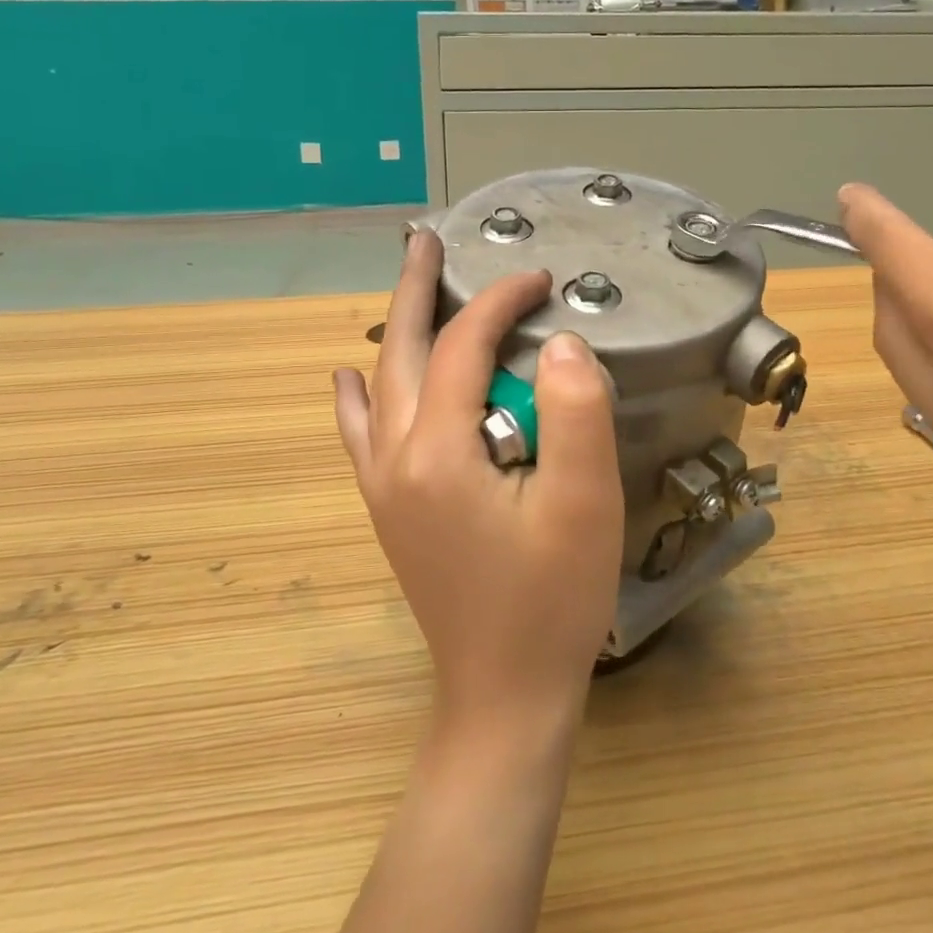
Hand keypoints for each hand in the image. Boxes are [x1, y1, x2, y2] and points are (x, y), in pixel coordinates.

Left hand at [333, 230, 623, 733]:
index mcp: (438, 450)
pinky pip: (361, 433)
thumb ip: (575, 410)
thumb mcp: (585, 502)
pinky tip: (347, 379)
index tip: (540, 279)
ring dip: (392, 329)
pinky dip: (357, 395)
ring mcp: (383, 485)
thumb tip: (558, 342)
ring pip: (378, 384)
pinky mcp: (389, 508)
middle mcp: (395, 458)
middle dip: (416, 289)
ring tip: (405, 286)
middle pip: (399, 350)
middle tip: (425, 239)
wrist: (503, 694)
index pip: (463, 346)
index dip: (500, 301)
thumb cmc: (552, 600)